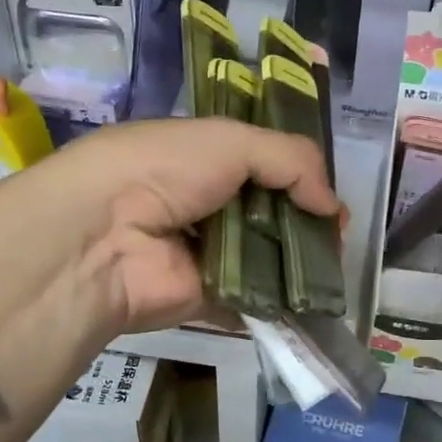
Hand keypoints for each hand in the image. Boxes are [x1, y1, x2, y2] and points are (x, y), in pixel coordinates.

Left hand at [0, 118, 339, 331]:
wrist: (103, 238)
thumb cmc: (163, 171)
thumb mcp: (230, 140)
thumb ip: (291, 160)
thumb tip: (332, 206)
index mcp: (203, 158)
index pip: (263, 162)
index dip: (301, 175)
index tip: (331, 195)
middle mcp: (206, 204)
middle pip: (270, 211)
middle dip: (307, 221)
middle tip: (338, 234)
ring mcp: (207, 253)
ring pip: (268, 256)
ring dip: (301, 262)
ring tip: (334, 266)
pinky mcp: (208, 298)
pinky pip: (255, 298)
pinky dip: (284, 301)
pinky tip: (317, 301)